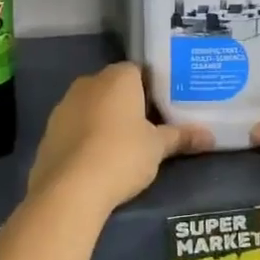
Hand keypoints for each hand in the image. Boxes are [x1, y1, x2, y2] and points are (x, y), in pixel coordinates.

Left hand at [27, 63, 212, 215]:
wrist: (70, 188)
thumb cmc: (122, 155)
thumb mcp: (157, 148)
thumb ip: (181, 137)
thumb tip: (210, 137)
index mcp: (117, 77)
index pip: (138, 71)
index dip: (152, 87)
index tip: (163, 107)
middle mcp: (88, 82)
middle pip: (113, 87)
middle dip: (127, 103)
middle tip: (147, 126)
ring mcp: (64, 105)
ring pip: (91, 106)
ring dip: (104, 119)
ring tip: (122, 145)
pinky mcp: (49, 131)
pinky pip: (74, 127)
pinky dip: (85, 137)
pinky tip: (96, 159)